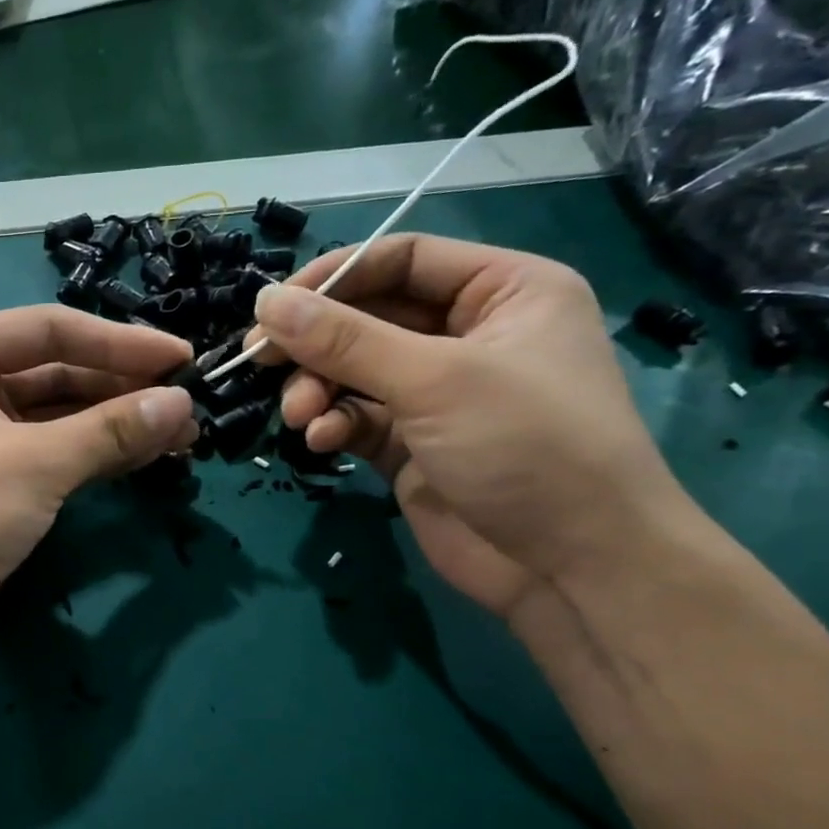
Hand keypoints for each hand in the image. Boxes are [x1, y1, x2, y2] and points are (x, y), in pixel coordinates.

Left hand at [0, 306, 197, 662]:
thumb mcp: (33, 463)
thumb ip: (110, 429)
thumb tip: (182, 403)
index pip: (49, 330)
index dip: (119, 342)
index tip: (181, 358)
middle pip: (57, 373)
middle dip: (122, 388)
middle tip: (188, 404)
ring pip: (60, 418)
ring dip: (117, 424)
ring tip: (182, 434)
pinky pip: (56, 455)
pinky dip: (98, 455)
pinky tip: (145, 456)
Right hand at [249, 234, 704, 617]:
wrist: (569, 567)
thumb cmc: (525, 446)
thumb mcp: (434, 380)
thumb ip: (345, 340)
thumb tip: (266, 302)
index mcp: (503, 292)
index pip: (403, 261)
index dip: (336, 277)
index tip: (275, 306)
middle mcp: (468, 335)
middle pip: (368, 318)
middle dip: (317, 344)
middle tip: (259, 360)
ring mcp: (437, 394)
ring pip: (353, 372)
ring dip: (317, 389)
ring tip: (299, 415)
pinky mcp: (410, 445)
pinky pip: (356, 418)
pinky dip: (333, 425)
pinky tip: (321, 442)